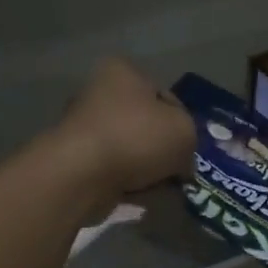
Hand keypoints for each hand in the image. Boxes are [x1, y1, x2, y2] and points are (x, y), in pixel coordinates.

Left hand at [54, 57, 196, 201]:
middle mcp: (99, 93)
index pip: (166, 96)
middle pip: (147, 124)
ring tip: (160, 187)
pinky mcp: (76, 159)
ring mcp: (85, 128)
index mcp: (123, 72)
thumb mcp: (184, 130)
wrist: (82, 174)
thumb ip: (190, 138)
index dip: (183, 123)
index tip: (189, 148)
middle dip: (163, 149)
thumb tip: (180, 160)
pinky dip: (128, 182)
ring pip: (131, 150)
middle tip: (179, 170)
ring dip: (147, 169)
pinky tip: (140, 195)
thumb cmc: (136, 137)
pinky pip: (114, 170)